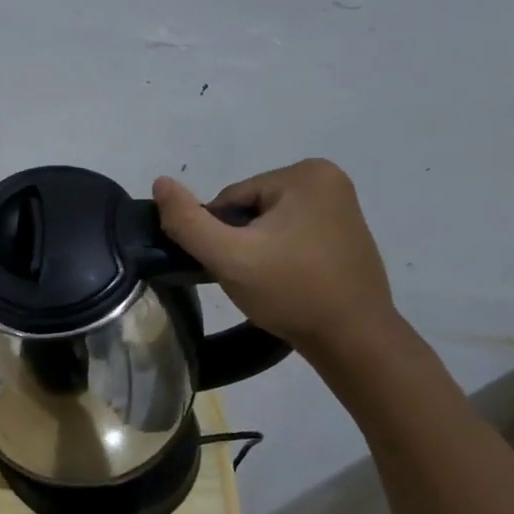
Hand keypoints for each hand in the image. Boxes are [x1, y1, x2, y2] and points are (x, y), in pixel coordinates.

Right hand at [151, 159, 397, 356]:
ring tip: (268, 283)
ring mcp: (342, 205)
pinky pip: (292, 234)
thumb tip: (160, 182)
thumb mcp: (229, 257)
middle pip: (250, 209)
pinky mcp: (345, 231)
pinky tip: (287, 281)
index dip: (220, 236)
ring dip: (258, 251)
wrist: (353, 339)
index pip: (230, 200)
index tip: (233, 267)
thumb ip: (188, 221)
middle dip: (241, 242)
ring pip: (268, 224)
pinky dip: (281, 256)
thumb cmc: (291, 292)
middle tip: (250, 279)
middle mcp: (328, 179)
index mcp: (305, 174)